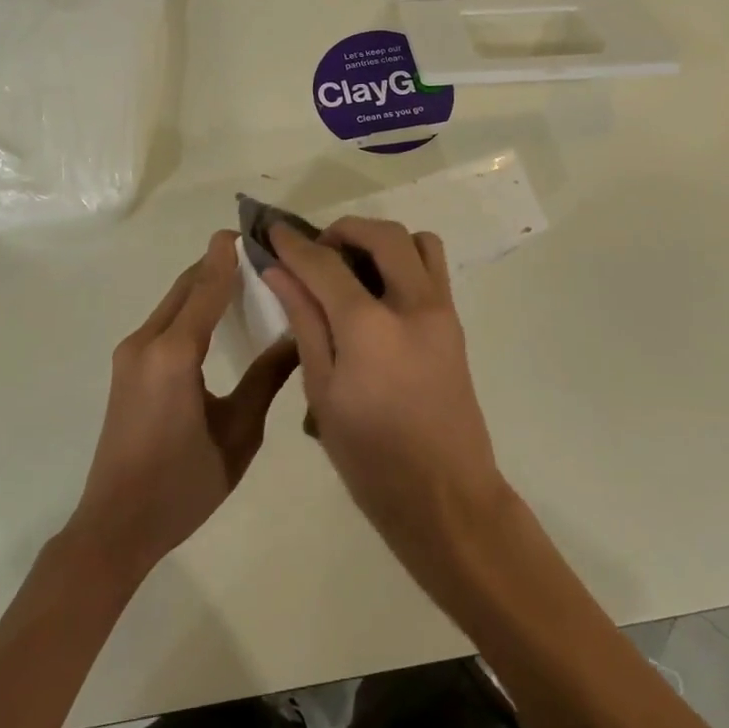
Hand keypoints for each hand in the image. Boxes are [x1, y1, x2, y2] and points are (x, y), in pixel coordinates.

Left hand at [69, 230, 298, 577]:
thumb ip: (267, 379)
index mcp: (174, 353)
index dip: (227, 257)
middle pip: (185, 287)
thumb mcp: (239, 433)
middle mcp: (146, 342)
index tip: (247, 230)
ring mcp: (130, 355)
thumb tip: (298, 338)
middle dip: (216, 265)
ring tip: (241, 279)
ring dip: (202, 285)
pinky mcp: (126, 369)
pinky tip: (213, 316)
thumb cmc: (183, 485)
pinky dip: (190, 306)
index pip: (206, 288)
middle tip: (255, 253)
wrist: (115, 527)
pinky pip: (163, 322)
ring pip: (172, 302)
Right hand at [263, 218, 510, 568]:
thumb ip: (304, 322)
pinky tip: (378, 297)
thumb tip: (279, 272)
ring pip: (419, 242)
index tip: (272, 232)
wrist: (446, 497)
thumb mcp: (323, 392)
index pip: (326, 264)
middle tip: (316, 252)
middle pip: (382, 235)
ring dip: (383, 241)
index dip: (294, 244)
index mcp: (371, 327)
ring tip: (353, 269)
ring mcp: (442, 312)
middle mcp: (414, 305)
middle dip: (344, 230)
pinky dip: (404, 262)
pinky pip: (432, 269)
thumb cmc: (371, 458)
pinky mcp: (456, 324)